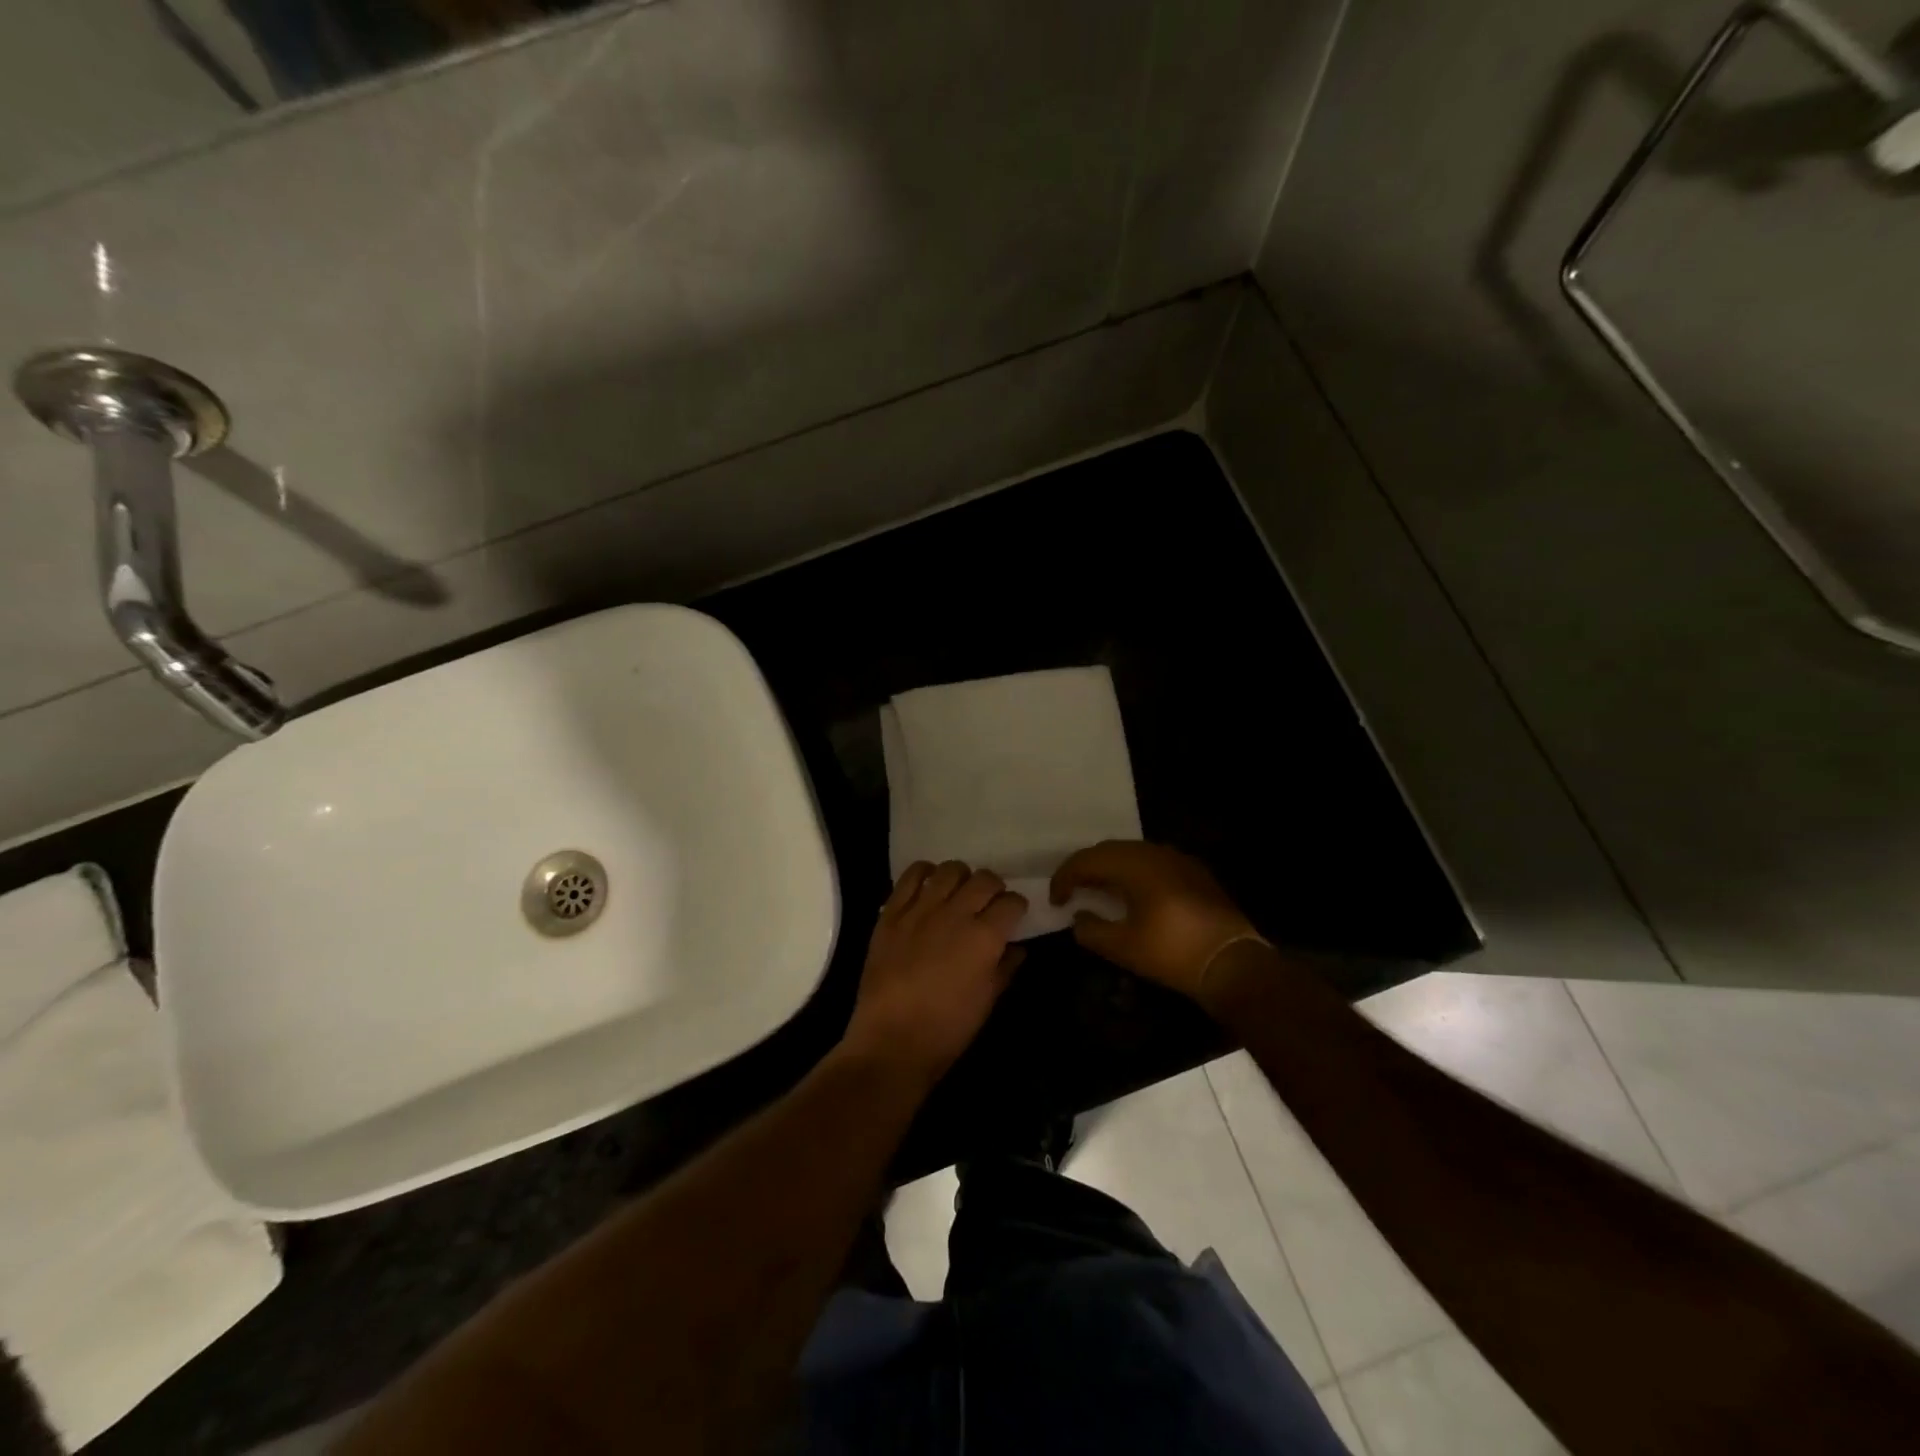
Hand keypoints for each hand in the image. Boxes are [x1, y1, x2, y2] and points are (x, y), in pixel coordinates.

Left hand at [840, 861, 1026, 1085]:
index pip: (1012, 902)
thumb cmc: (948, 1029)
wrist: (892, 1041)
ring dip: (961, 877)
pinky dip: (924, 873)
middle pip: (985, 879)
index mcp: (985, 937)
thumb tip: (1016, 948)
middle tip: (989, 902)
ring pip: (950, 870)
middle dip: (994, 887)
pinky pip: (911, 876)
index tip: (1014, 914)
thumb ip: (1005, 968)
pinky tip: (928, 884)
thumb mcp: (987, 1001)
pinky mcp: (892, 912)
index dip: (1017, 906)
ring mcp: (921, 910)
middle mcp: (956, 914)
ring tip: (958, 891)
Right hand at [1050, 841, 1261, 1002]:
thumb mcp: (1123, 948)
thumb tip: (1078, 918)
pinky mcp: (1194, 872)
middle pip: (1109, 850)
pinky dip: (1133, 871)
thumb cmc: (1172, 953)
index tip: (1054, 900)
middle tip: (1071, 890)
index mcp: (1134, 865)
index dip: (1065, 877)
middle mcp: (1154, 853)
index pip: (1087, 860)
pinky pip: (1153, 861)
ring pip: (1132, 853)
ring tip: (1098, 889)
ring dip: (1110, 867)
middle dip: (1085, 867)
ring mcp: (1178, 860)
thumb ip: (1091, 930)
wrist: (1233, 962)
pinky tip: (1132, 892)